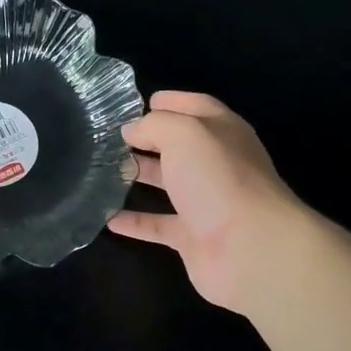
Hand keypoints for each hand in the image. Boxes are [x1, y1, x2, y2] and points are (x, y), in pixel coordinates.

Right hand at [107, 90, 309, 316]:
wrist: (250, 249)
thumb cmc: (218, 179)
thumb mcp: (184, 134)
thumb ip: (154, 125)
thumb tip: (131, 130)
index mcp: (222, 132)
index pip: (196, 107)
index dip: (170, 101)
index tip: (136, 104)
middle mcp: (216, 164)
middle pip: (179, 145)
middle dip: (147, 138)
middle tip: (108, 136)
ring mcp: (206, 202)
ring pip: (168, 183)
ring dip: (139, 175)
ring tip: (101, 169)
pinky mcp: (194, 237)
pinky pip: (158, 225)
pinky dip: (135, 221)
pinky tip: (107, 217)